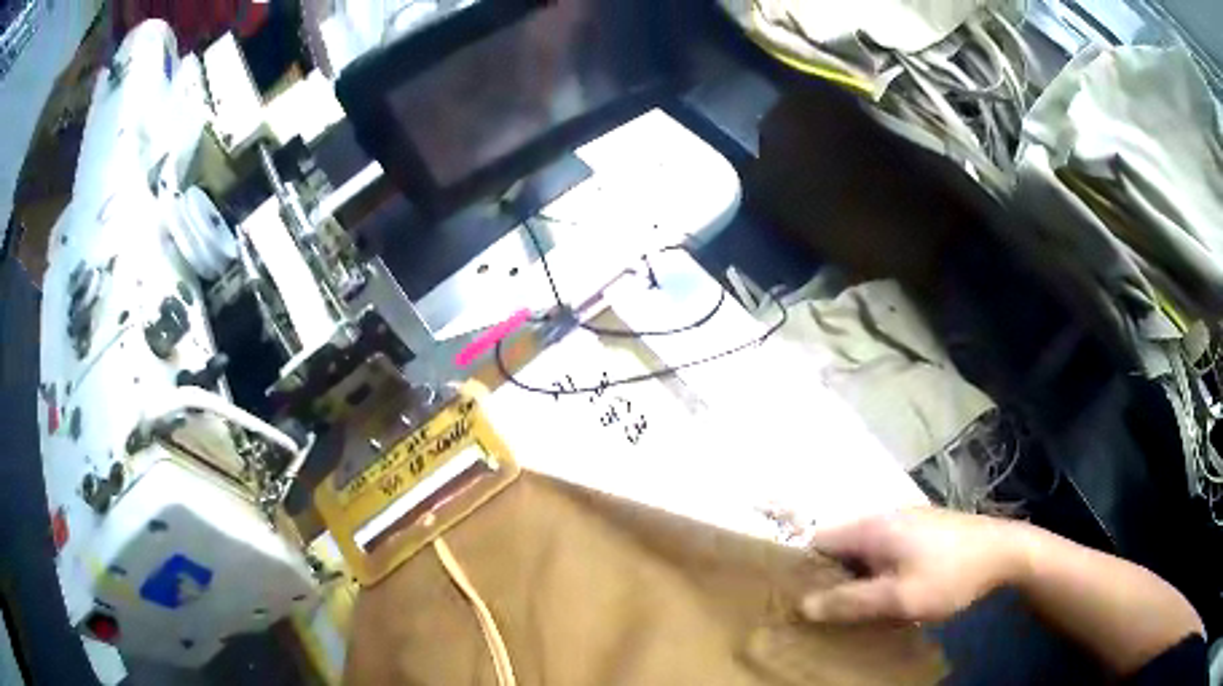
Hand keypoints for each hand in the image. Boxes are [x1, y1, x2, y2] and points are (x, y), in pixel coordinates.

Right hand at [801, 508, 1028, 623]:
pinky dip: (880, 571)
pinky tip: (893, 593)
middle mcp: (884, 516)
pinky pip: (886, 550)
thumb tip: (802, 606)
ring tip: (862, 609)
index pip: (818, 542)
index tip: (803, 603)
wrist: (1004, 552)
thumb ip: (850, 602)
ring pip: (865, 551)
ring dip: (858, 578)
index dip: (805, 571)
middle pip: (841, 547)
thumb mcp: (898, 598)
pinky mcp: (924, 528)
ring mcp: (907, 520)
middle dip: (833, 579)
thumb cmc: (949, 575)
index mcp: (873, 527)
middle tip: (834, 613)